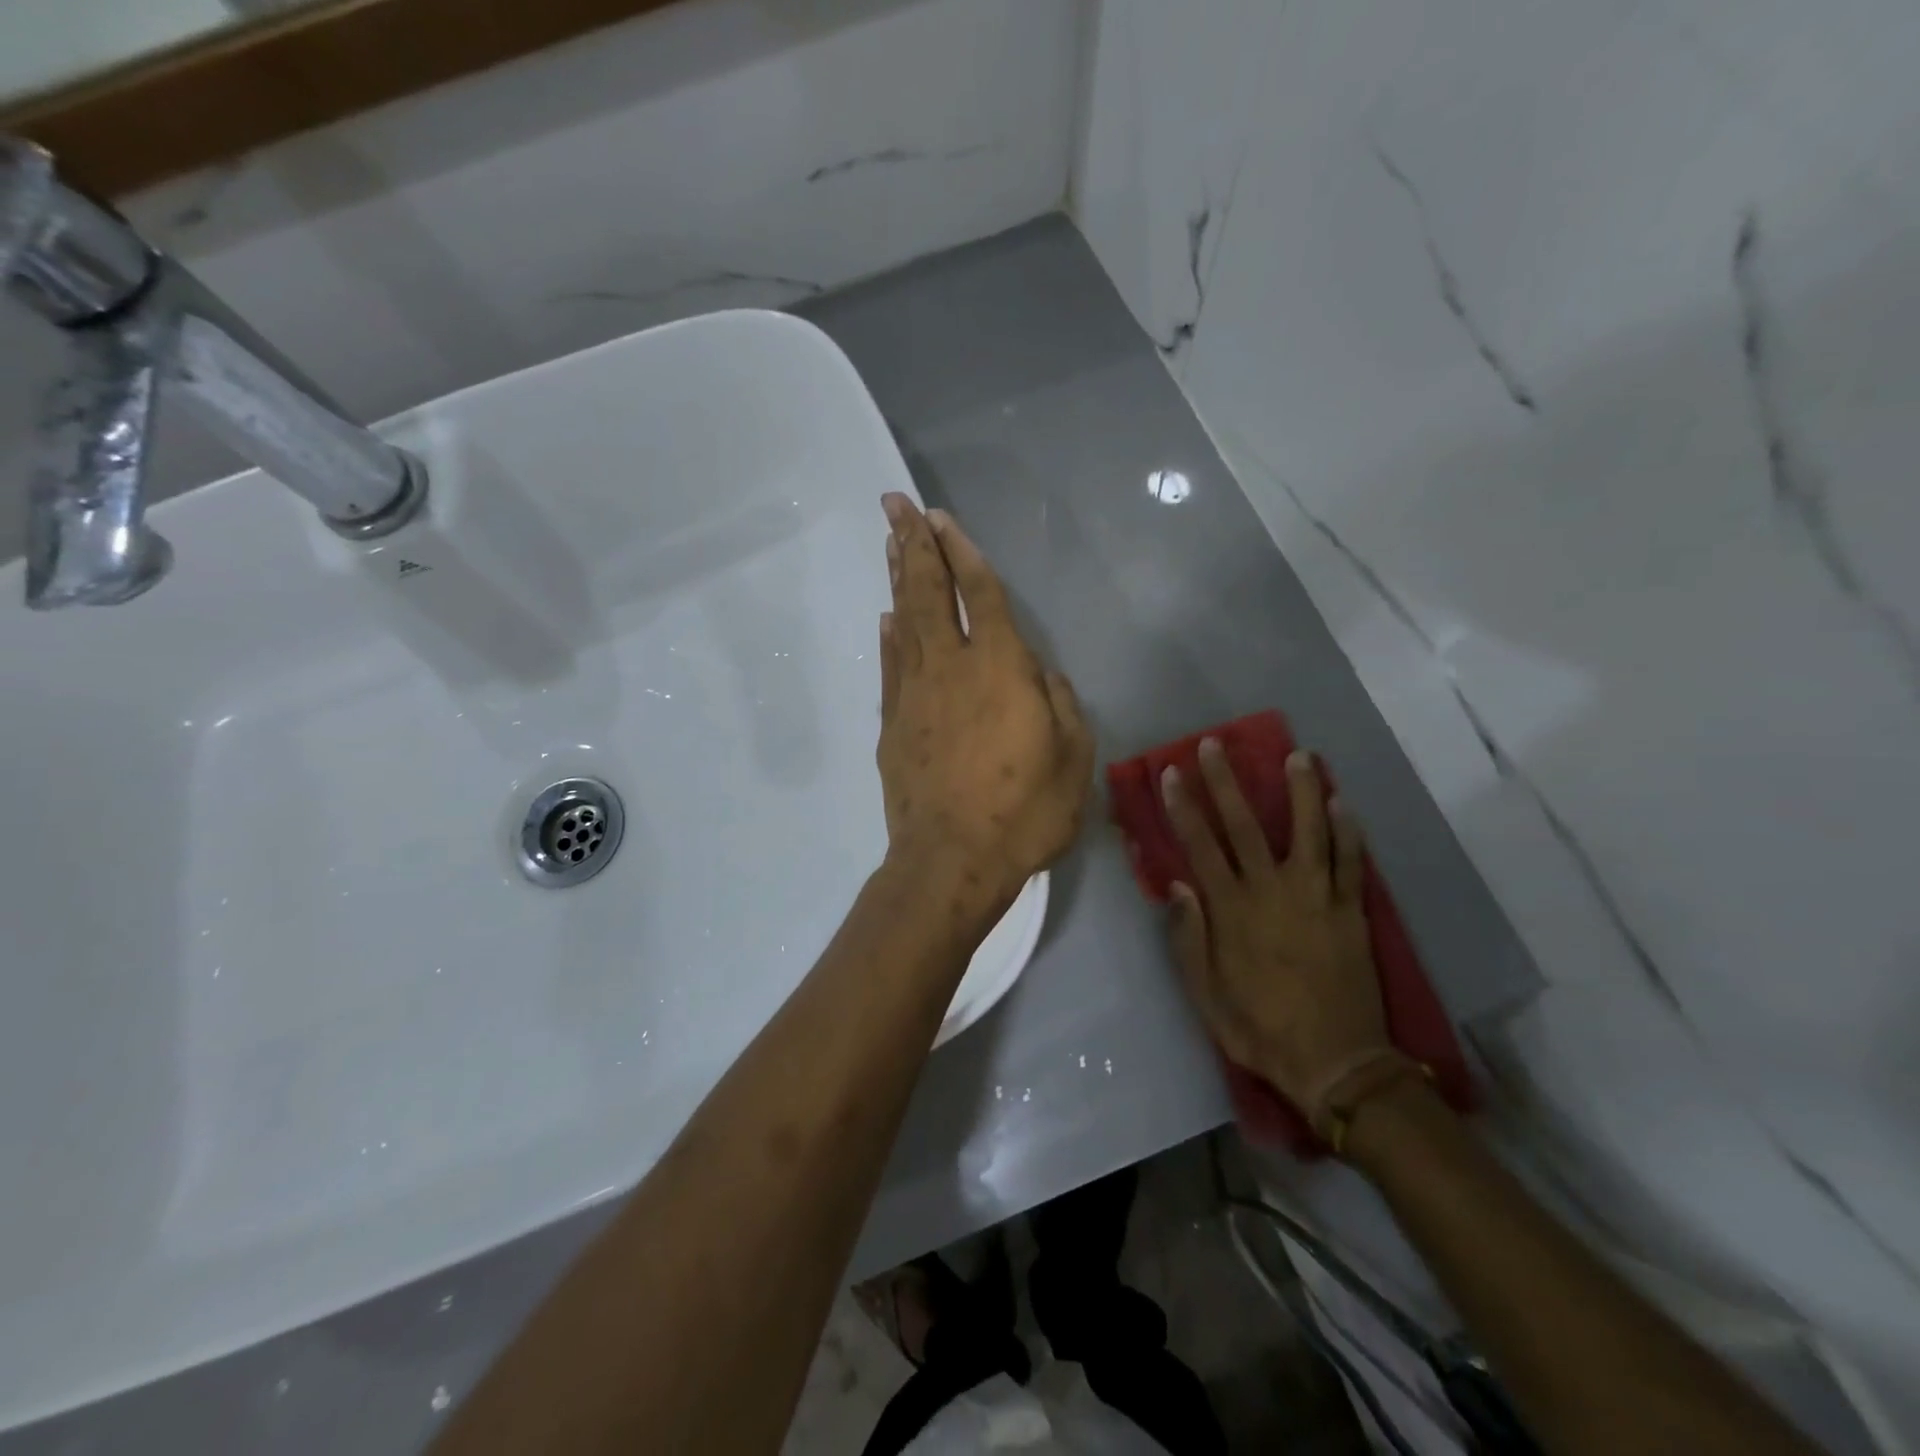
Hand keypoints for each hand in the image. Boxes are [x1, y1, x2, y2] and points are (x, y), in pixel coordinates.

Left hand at [876, 493, 1093, 903]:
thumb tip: (1042, 676)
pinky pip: (891, 668)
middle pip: (929, 593)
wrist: (951, 860)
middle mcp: (951, 667)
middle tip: (893, 505)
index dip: (961, 551)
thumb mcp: (1073, 760)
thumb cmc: (1023, 812)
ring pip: (904, 623)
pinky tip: (887, 618)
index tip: (939, 517)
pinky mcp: (894, 725)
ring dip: (899, 579)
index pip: (980, 593)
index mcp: (1001, 668)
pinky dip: (889, 638)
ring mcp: (915, 695)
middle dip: (913, 544)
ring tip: (891, 543)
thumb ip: (1061, 705)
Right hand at [1159, 741, 1389, 1111]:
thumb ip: (1188, 939)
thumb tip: (1179, 886)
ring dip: (1300, 791)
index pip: (1201, 845)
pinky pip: (1350, 862)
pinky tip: (1343, 802)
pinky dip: (1347, 831)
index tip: (1172, 773)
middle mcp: (1272, 891)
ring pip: (1308, 831)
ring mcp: (1317, 897)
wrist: (1336, 1062)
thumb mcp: (1205, 995)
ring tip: (1298, 755)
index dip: (1184, 807)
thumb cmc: (1260, 1029)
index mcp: (1232, 910)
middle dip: (1226, 782)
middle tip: (1215, 744)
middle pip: (1245, 825)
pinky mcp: (1351, 910)